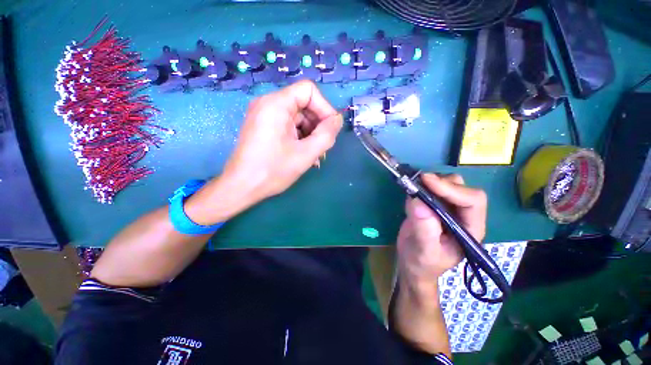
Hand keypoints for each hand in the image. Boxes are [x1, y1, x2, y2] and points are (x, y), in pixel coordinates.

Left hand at [223, 80, 342, 201]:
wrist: (242, 187)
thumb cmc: (273, 170)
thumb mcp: (306, 154)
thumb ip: (327, 135)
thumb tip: (337, 120)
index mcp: (276, 104)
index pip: (309, 91)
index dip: (324, 108)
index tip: (330, 130)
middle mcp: (269, 104)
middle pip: (304, 105)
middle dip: (318, 126)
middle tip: (323, 148)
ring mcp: (265, 116)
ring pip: (298, 119)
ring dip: (311, 136)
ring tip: (316, 157)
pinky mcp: (265, 128)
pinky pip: (289, 127)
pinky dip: (301, 139)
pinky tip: (306, 156)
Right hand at [396, 173, 486, 292]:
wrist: (413, 265)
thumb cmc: (422, 264)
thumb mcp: (424, 251)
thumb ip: (425, 230)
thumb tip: (418, 202)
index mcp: (469, 229)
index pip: (472, 201)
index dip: (451, 189)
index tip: (427, 181)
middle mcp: (462, 216)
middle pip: (462, 188)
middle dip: (441, 182)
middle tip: (419, 182)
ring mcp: (447, 210)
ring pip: (448, 184)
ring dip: (431, 182)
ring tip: (414, 187)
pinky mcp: (433, 206)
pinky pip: (431, 189)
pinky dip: (421, 185)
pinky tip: (411, 192)